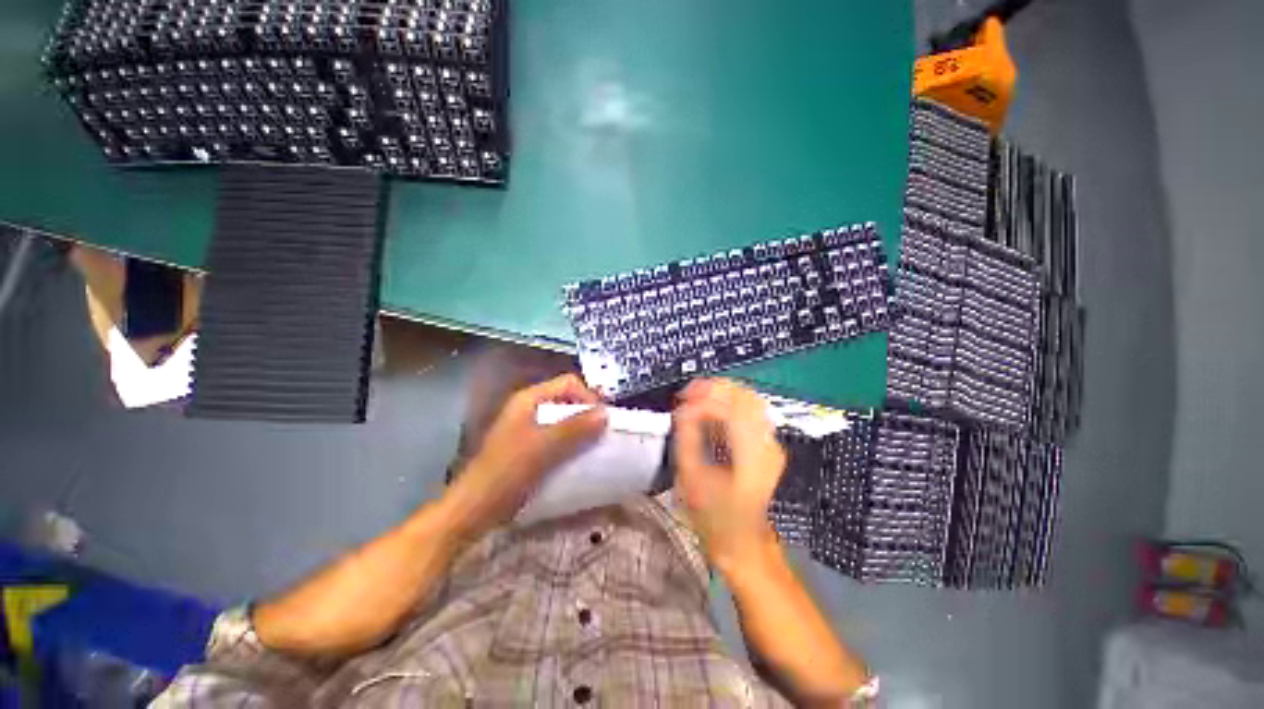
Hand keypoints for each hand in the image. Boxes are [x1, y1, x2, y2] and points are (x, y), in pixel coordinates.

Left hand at [442, 374, 606, 539]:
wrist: (475, 509)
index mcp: (529, 399)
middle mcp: (529, 408)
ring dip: (582, 430)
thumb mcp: (543, 447)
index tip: (603, 419)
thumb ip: (575, 428)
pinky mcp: (529, 446)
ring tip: (596, 446)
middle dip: (588, 414)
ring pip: (564, 419)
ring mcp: (528, 427)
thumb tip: (605, 413)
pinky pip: (558, 436)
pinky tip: (580, 458)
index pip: (568, 384)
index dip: (589, 397)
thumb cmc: (507, 472)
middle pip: (567, 400)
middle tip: (604, 433)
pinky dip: (572, 442)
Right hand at [672, 379, 786, 569]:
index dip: (703, 399)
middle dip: (713, 389)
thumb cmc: (714, 517)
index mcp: (751, 453)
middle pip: (745, 396)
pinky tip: (709, 411)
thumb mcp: (691, 478)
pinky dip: (728, 405)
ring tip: (695, 399)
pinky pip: (749, 412)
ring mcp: (771, 443)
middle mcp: (767, 443)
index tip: (682, 401)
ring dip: (720, 394)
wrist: (742, 543)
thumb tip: (683, 409)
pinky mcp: (766, 445)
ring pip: (748, 400)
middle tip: (687, 394)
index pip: (730, 407)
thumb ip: (686, 437)